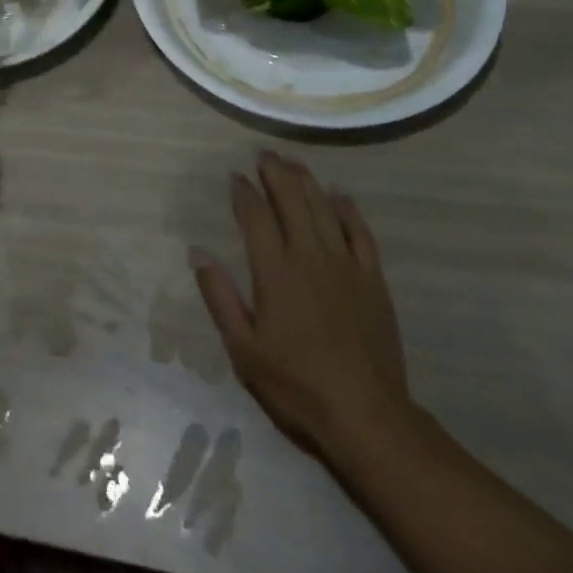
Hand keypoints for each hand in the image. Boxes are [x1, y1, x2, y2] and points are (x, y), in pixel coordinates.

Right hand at [195, 151, 410, 461]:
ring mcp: (345, 266)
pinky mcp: (372, 281)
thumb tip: (199, 254)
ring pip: (323, 208)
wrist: (367, 418)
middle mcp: (309, 256)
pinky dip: (348, 210)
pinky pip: (360, 233)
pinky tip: (339, 196)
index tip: (236, 176)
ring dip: (306, 181)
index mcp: (275, 270)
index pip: (256, 216)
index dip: (244, 192)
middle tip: (264, 153)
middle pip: (291, 200)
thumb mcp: (243, 349)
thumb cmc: (297, 385)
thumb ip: (220, 298)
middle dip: (275, 173)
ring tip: (294, 162)